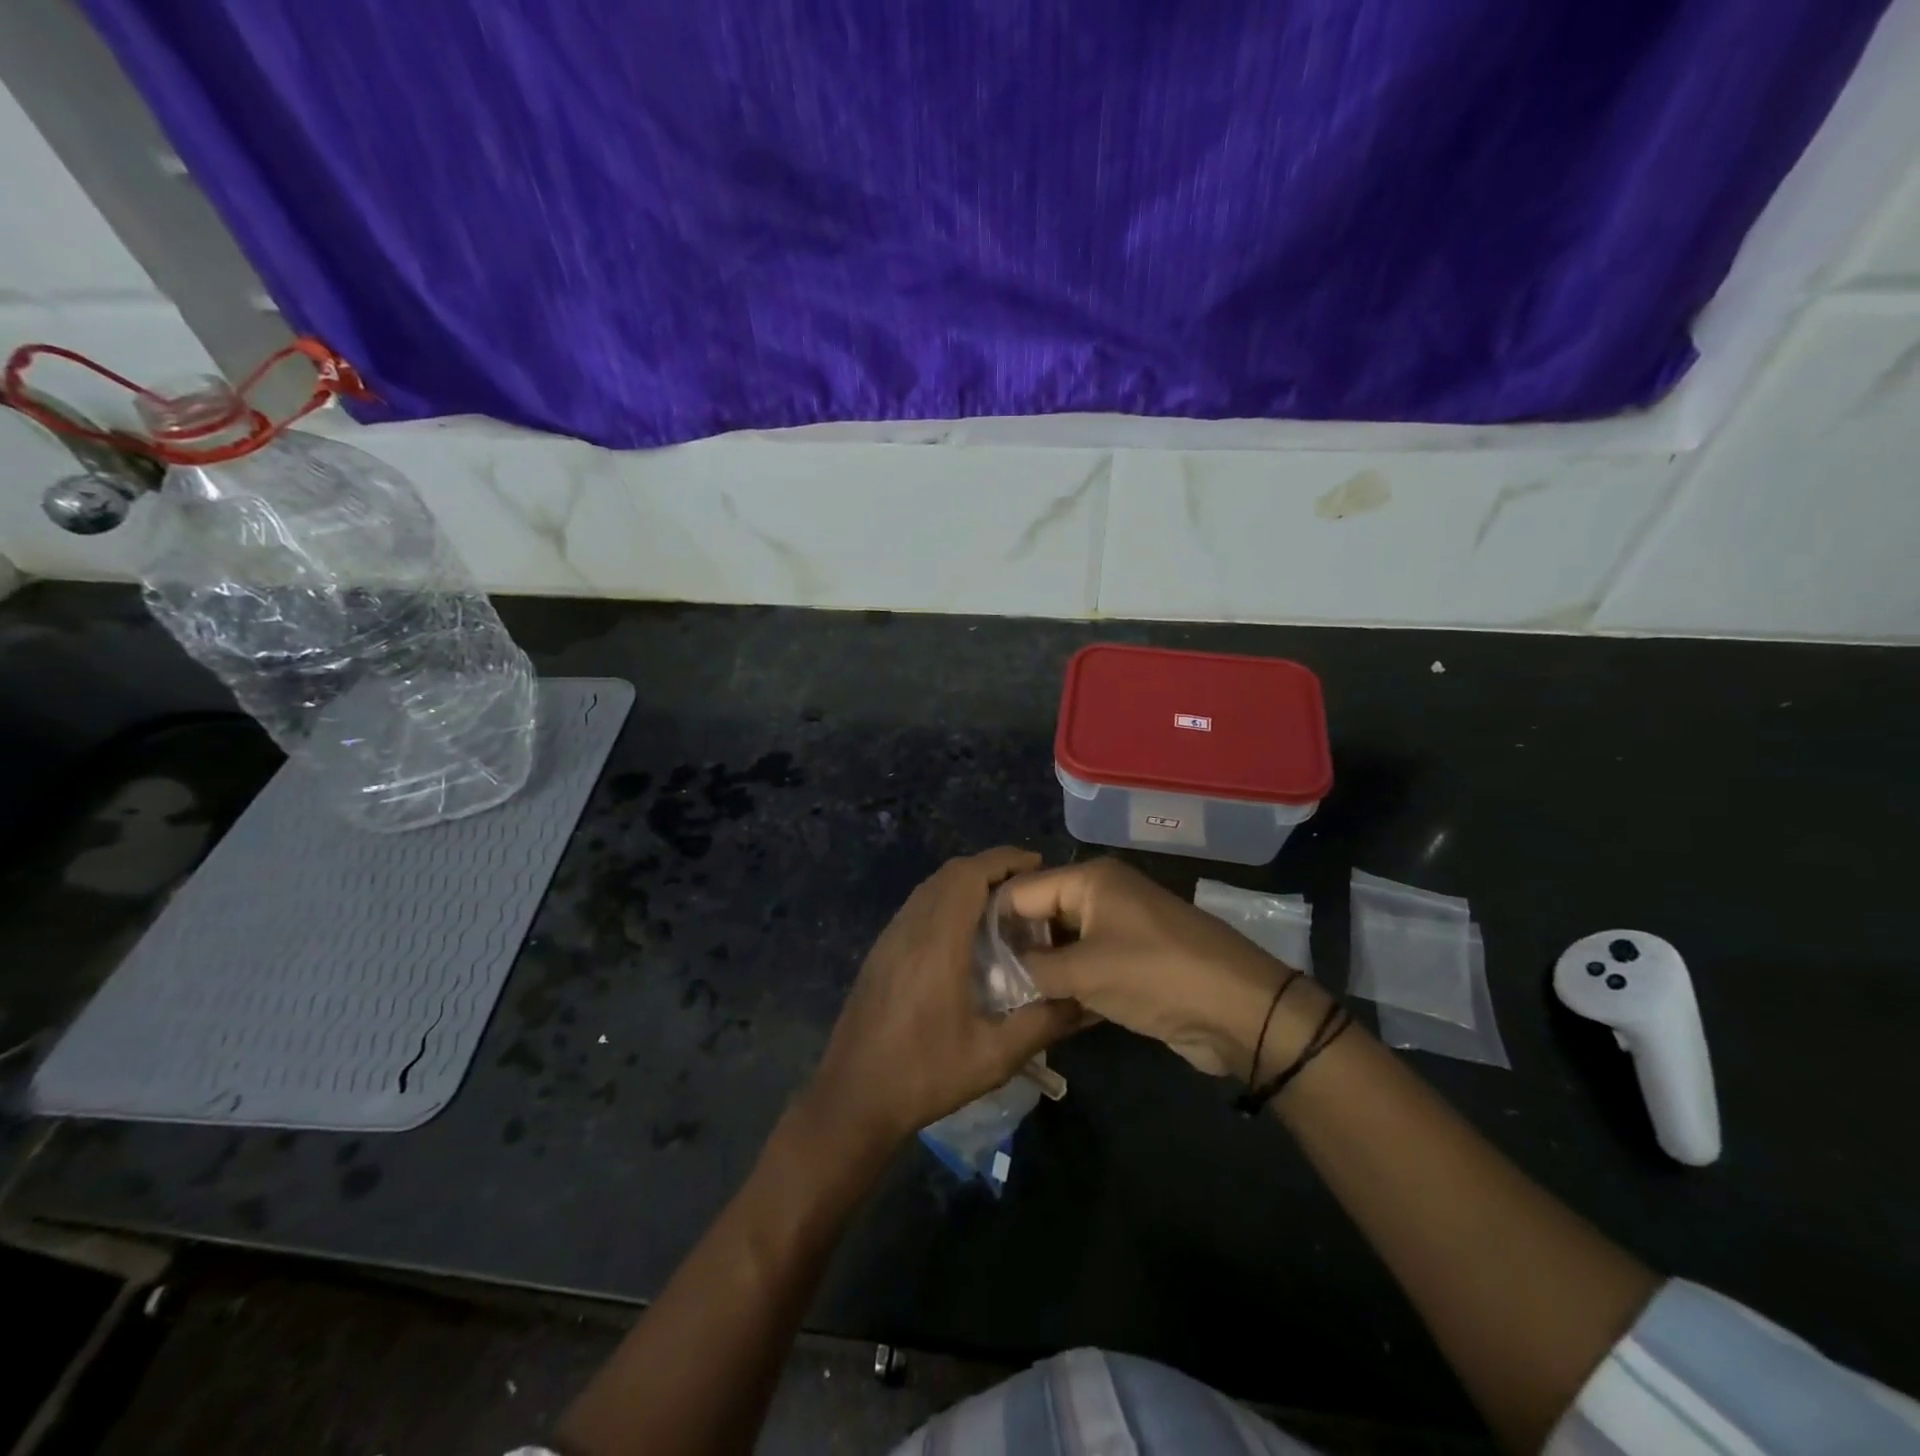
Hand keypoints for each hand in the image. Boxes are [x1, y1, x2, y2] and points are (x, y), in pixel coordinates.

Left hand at [803, 848, 1082, 1149]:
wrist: (852, 1098)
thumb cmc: (924, 1075)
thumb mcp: (993, 1057)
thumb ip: (1042, 1023)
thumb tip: (1085, 1002)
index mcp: (936, 943)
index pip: (968, 876)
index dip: (1003, 860)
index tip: (1037, 864)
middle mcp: (909, 928)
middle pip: (949, 874)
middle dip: (989, 868)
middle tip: (1026, 886)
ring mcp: (889, 939)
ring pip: (930, 888)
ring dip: (966, 883)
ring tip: (1002, 905)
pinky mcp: (880, 953)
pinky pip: (917, 907)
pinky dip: (946, 900)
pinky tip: (965, 934)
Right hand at [1005, 858, 1329, 1079]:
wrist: (1238, 1010)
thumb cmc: (1154, 975)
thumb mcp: (1084, 971)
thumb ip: (1033, 969)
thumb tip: (1001, 971)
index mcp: (1088, 880)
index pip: (1021, 892)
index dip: (992, 923)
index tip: (966, 959)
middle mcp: (1100, 896)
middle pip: (1041, 917)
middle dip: (1016, 950)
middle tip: (982, 985)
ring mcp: (1119, 929)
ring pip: (1063, 946)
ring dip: (1042, 974)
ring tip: (1005, 1003)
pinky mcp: (1132, 962)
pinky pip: (1087, 968)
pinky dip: (1069, 988)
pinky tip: (1043, 1014)